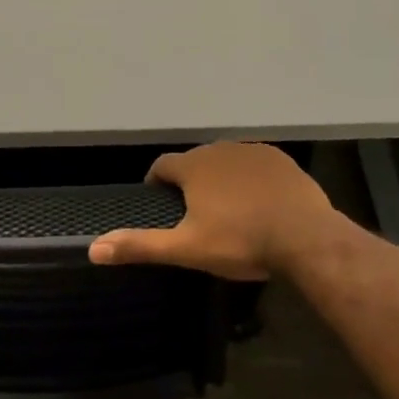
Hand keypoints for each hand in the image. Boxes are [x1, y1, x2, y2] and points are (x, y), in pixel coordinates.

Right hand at [89, 142, 339, 279]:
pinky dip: (251, 179)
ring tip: (229, 211)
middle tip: (196, 215)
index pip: (162, 166)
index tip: (160, 204)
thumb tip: (94, 248)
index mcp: (193, 167)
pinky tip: (260, 203)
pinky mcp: (279, 159)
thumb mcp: (187, 249)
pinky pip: (255, 165)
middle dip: (191, 183)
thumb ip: (141, 246)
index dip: (157, 184)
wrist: (305, 237)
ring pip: (225, 162)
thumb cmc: (240, 242)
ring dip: (221, 180)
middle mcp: (218, 149)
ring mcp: (252, 151)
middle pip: (195, 163)